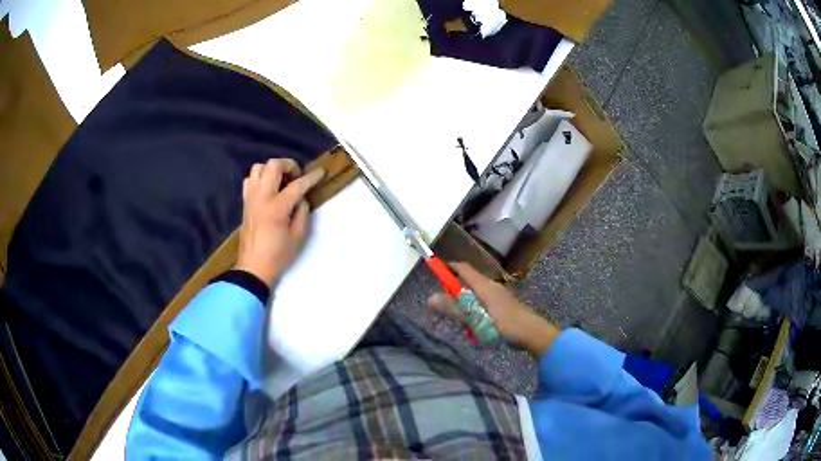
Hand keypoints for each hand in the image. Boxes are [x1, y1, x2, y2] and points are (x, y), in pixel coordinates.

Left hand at [234, 159, 324, 285]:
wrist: (253, 267)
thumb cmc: (278, 255)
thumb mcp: (298, 236)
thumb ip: (302, 213)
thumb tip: (301, 199)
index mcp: (277, 207)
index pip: (297, 185)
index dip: (311, 177)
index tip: (321, 172)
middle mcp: (262, 197)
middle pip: (273, 165)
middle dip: (289, 165)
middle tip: (296, 177)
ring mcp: (251, 198)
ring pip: (258, 168)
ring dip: (272, 170)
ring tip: (281, 181)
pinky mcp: (245, 202)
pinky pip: (250, 180)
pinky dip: (260, 178)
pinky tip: (268, 189)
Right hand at [427, 262, 558, 355]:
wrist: (531, 333)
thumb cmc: (502, 324)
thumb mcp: (474, 318)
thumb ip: (453, 309)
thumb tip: (430, 298)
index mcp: (483, 285)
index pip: (463, 268)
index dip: (448, 268)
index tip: (435, 273)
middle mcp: (491, 285)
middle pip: (468, 282)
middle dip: (454, 292)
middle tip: (445, 307)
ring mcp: (498, 295)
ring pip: (476, 294)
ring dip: (466, 305)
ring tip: (462, 322)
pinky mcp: (503, 305)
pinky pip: (483, 303)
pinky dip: (475, 311)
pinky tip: (476, 327)